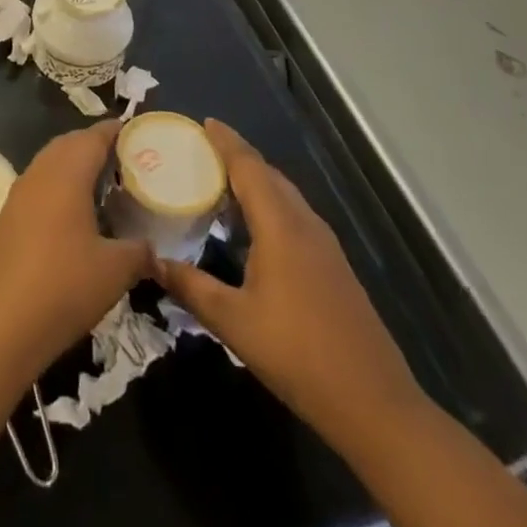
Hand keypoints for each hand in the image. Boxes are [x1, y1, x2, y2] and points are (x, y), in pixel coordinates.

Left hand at [0, 120, 153, 385]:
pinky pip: (40, 186)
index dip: (119, 131)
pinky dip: (61, 188)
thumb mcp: (115, 271)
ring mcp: (19, 194)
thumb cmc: (63, 288)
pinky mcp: (7, 217)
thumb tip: (153, 250)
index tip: (142, 134)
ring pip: (53, 163)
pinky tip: (77, 217)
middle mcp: (40, 172)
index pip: (95, 135)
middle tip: (129, 162)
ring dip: (77, 167)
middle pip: (71, 144)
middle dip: (98, 146)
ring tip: (107, 187)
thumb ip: (139, 252)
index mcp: (66, 172)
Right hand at [156, 120, 426, 453]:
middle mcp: (305, 224)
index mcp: (280, 226)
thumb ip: (192, 287)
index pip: (249, 167)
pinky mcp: (334, 266)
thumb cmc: (298, 354)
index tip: (204, 122)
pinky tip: (255, 228)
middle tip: (203, 152)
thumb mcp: (234, 323)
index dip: (226, 142)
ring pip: (285, 196)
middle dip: (238, 158)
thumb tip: (153, 262)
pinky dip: (270, 205)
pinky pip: (295, 216)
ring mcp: (325, 245)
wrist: (374, 403)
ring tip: (222, 183)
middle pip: (269, 175)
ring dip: (256, 182)